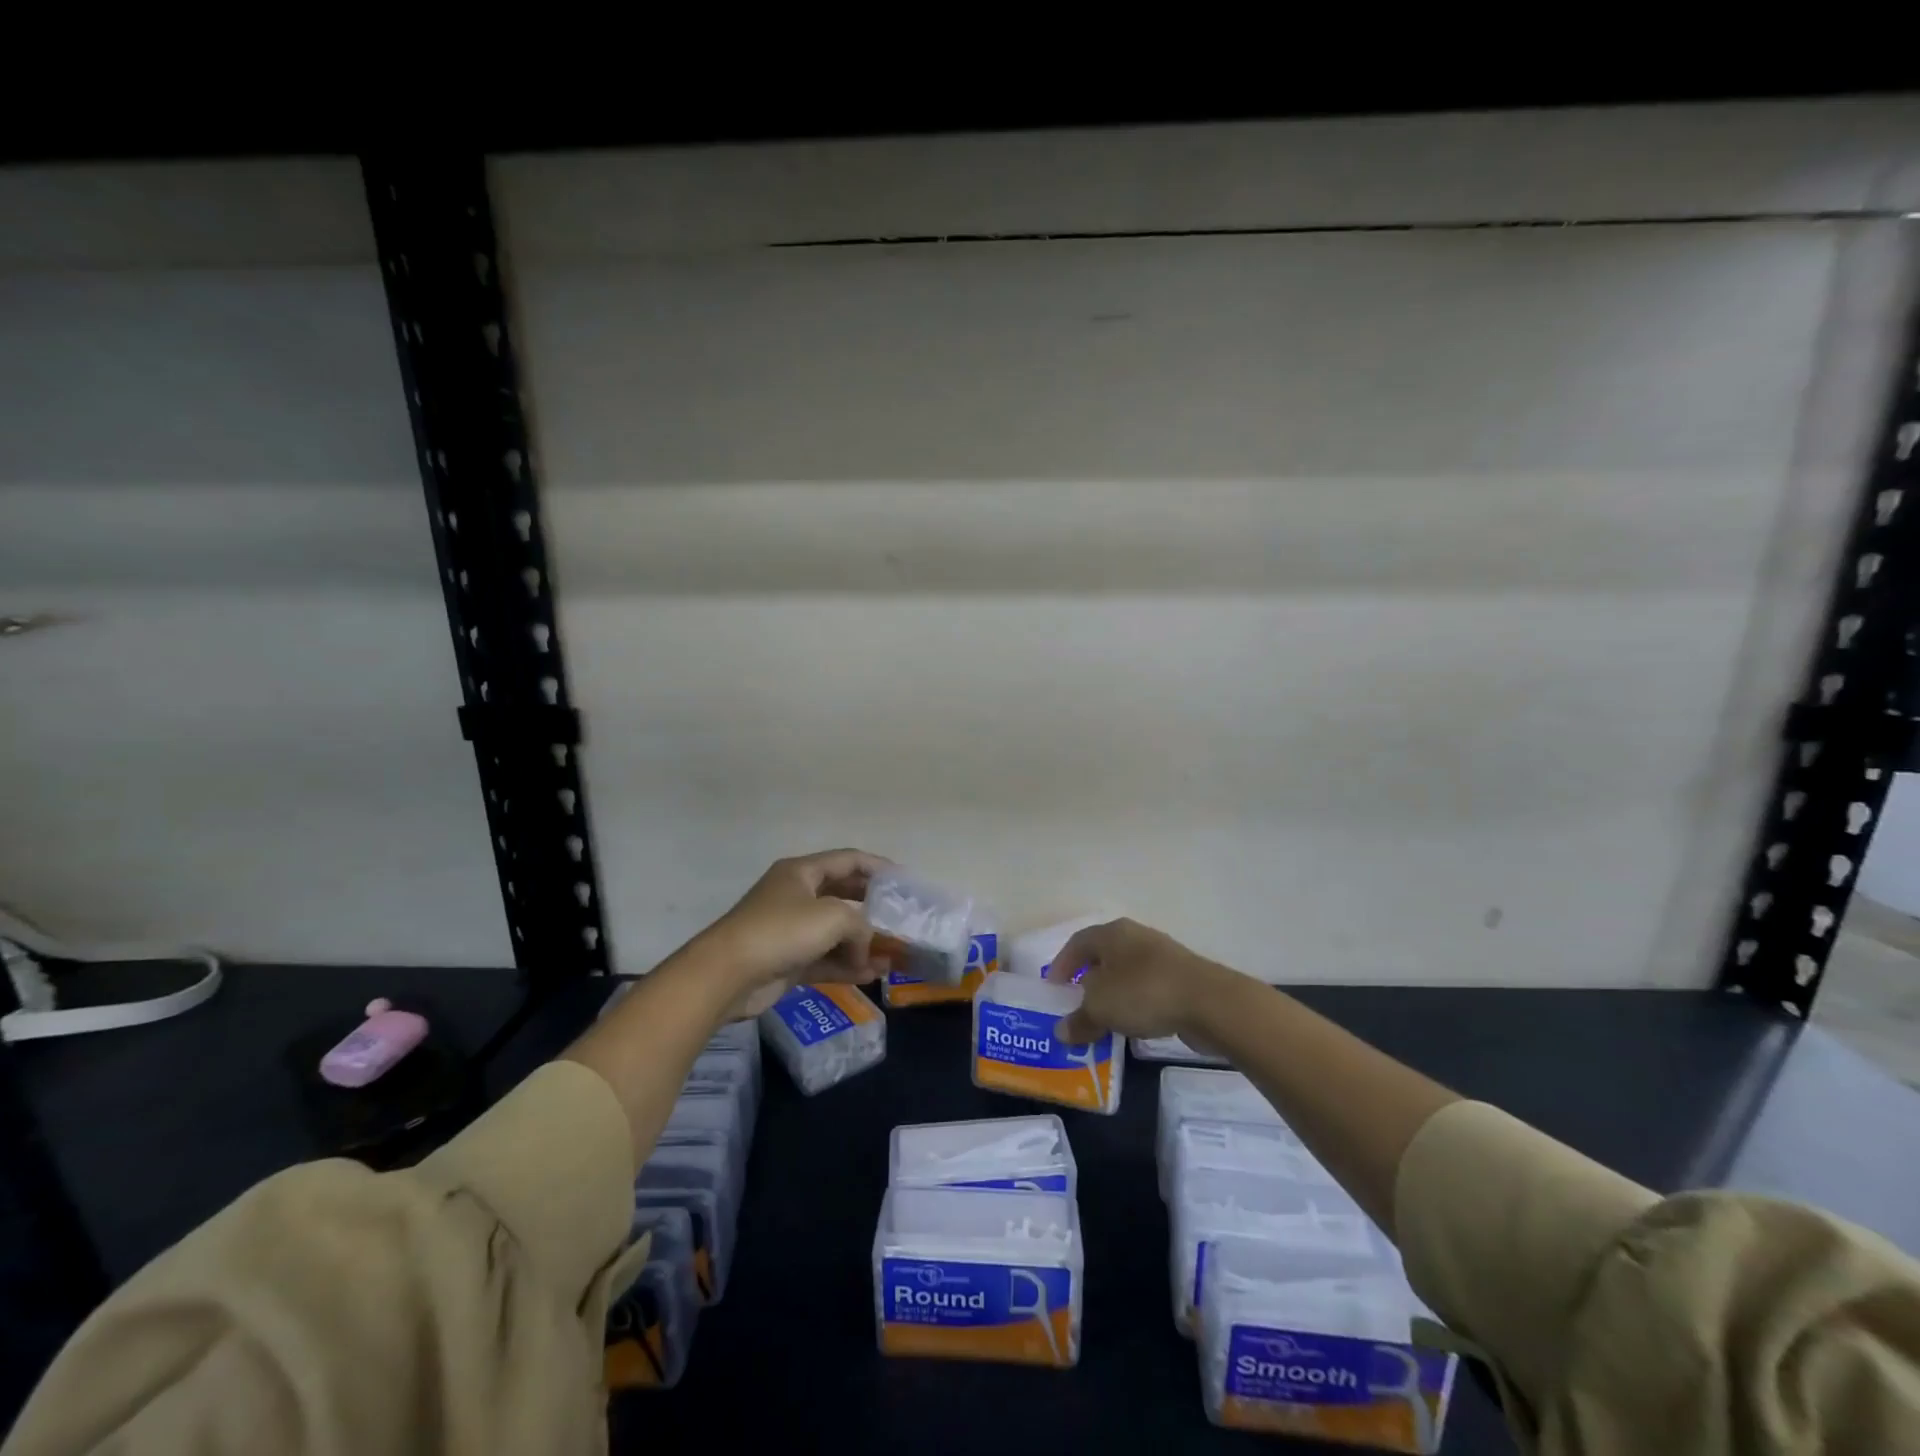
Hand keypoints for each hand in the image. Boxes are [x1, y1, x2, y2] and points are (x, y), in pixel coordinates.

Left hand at [683, 849, 887, 1019]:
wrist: (726, 975)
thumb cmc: (781, 931)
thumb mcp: (833, 917)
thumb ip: (861, 925)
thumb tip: (864, 947)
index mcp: (802, 872)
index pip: (848, 860)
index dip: (877, 866)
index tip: (903, 880)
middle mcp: (796, 896)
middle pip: (842, 895)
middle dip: (872, 906)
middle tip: (900, 917)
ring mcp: (791, 930)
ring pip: (835, 932)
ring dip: (862, 944)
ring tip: (892, 956)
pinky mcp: (787, 961)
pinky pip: (825, 959)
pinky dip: (847, 966)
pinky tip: (872, 975)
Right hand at [1045, 918, 1235, 1045]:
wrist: (1208, 1002)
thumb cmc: (1143, 992)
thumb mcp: (1100, 1009)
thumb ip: (1079, 1019)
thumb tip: (1062, 1031)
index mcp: (1112, 933)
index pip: (1077, 943)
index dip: (1062, 964)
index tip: (1053, 988)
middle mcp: (1135, 937)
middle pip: (1103, 957)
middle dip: (1087, 981)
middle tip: (1075, 1004)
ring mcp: (1161, 957)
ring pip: (1126, 974)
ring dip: (1113, 995)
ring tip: (1102, 1020)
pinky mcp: (1181, 979)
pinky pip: (1147, 990)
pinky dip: (1135, 1005)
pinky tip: (1133, 1026)